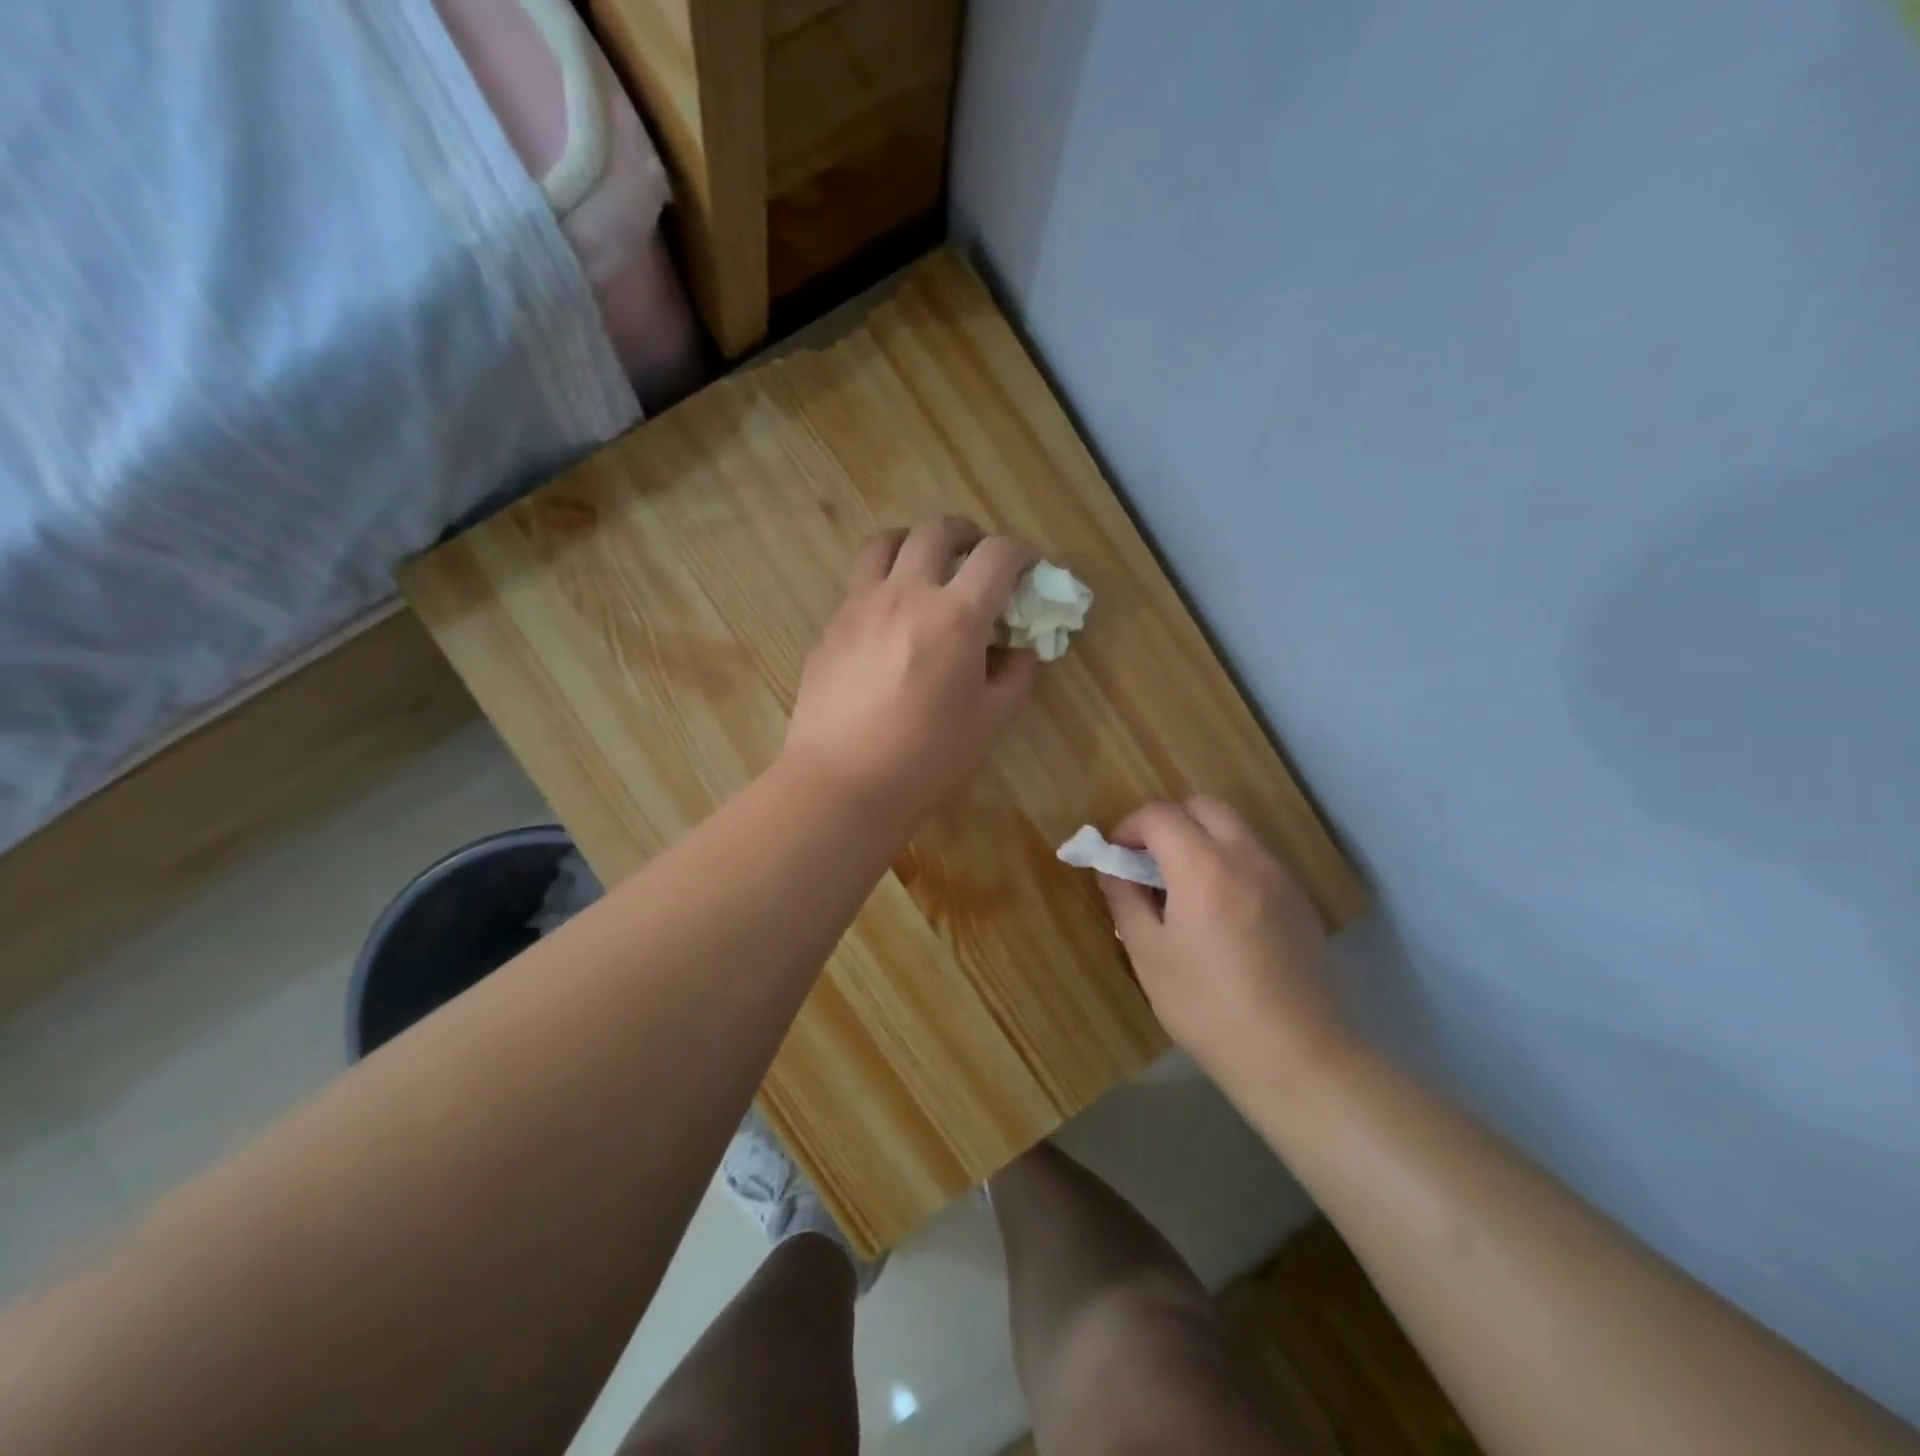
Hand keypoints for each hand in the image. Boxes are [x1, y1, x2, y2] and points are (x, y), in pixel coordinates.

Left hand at [784, 515, 1037, 829]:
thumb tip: (1024, 648)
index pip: (997, 554)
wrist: (842, 784)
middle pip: (937, 530)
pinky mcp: (831, 627)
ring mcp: (860, 606)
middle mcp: (906, 594)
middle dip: (967, 534)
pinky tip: (889, 620)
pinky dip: (883, 583)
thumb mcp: (990, 722)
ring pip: (886, 542)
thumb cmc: (927, 759)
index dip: (1021, 553)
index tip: (1029, 569)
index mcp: (956, 616)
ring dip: (915, 544)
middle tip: (976, 556)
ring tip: (926, 569)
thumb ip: (1016, 675)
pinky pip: (859, 583)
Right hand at [1101, 796, 1347, 1087]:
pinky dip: (1228, 862)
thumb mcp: (1149, 955)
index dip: (1129, 826)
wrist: (1297, 1057)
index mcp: (1204, 868)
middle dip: (1168, 821)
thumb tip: (1113, 870)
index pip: (1160, 815)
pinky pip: (1256, 859)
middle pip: (1204, 807)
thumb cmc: (1208, 1008)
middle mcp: (1248, 858)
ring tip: (1182, 888)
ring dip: (1200, 840)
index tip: (1116, 854)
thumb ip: (1126, 900)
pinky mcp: (1300, 900)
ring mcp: (1281, 877)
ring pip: (1234, 830)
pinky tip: (1218, 912)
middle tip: (1148, 861)